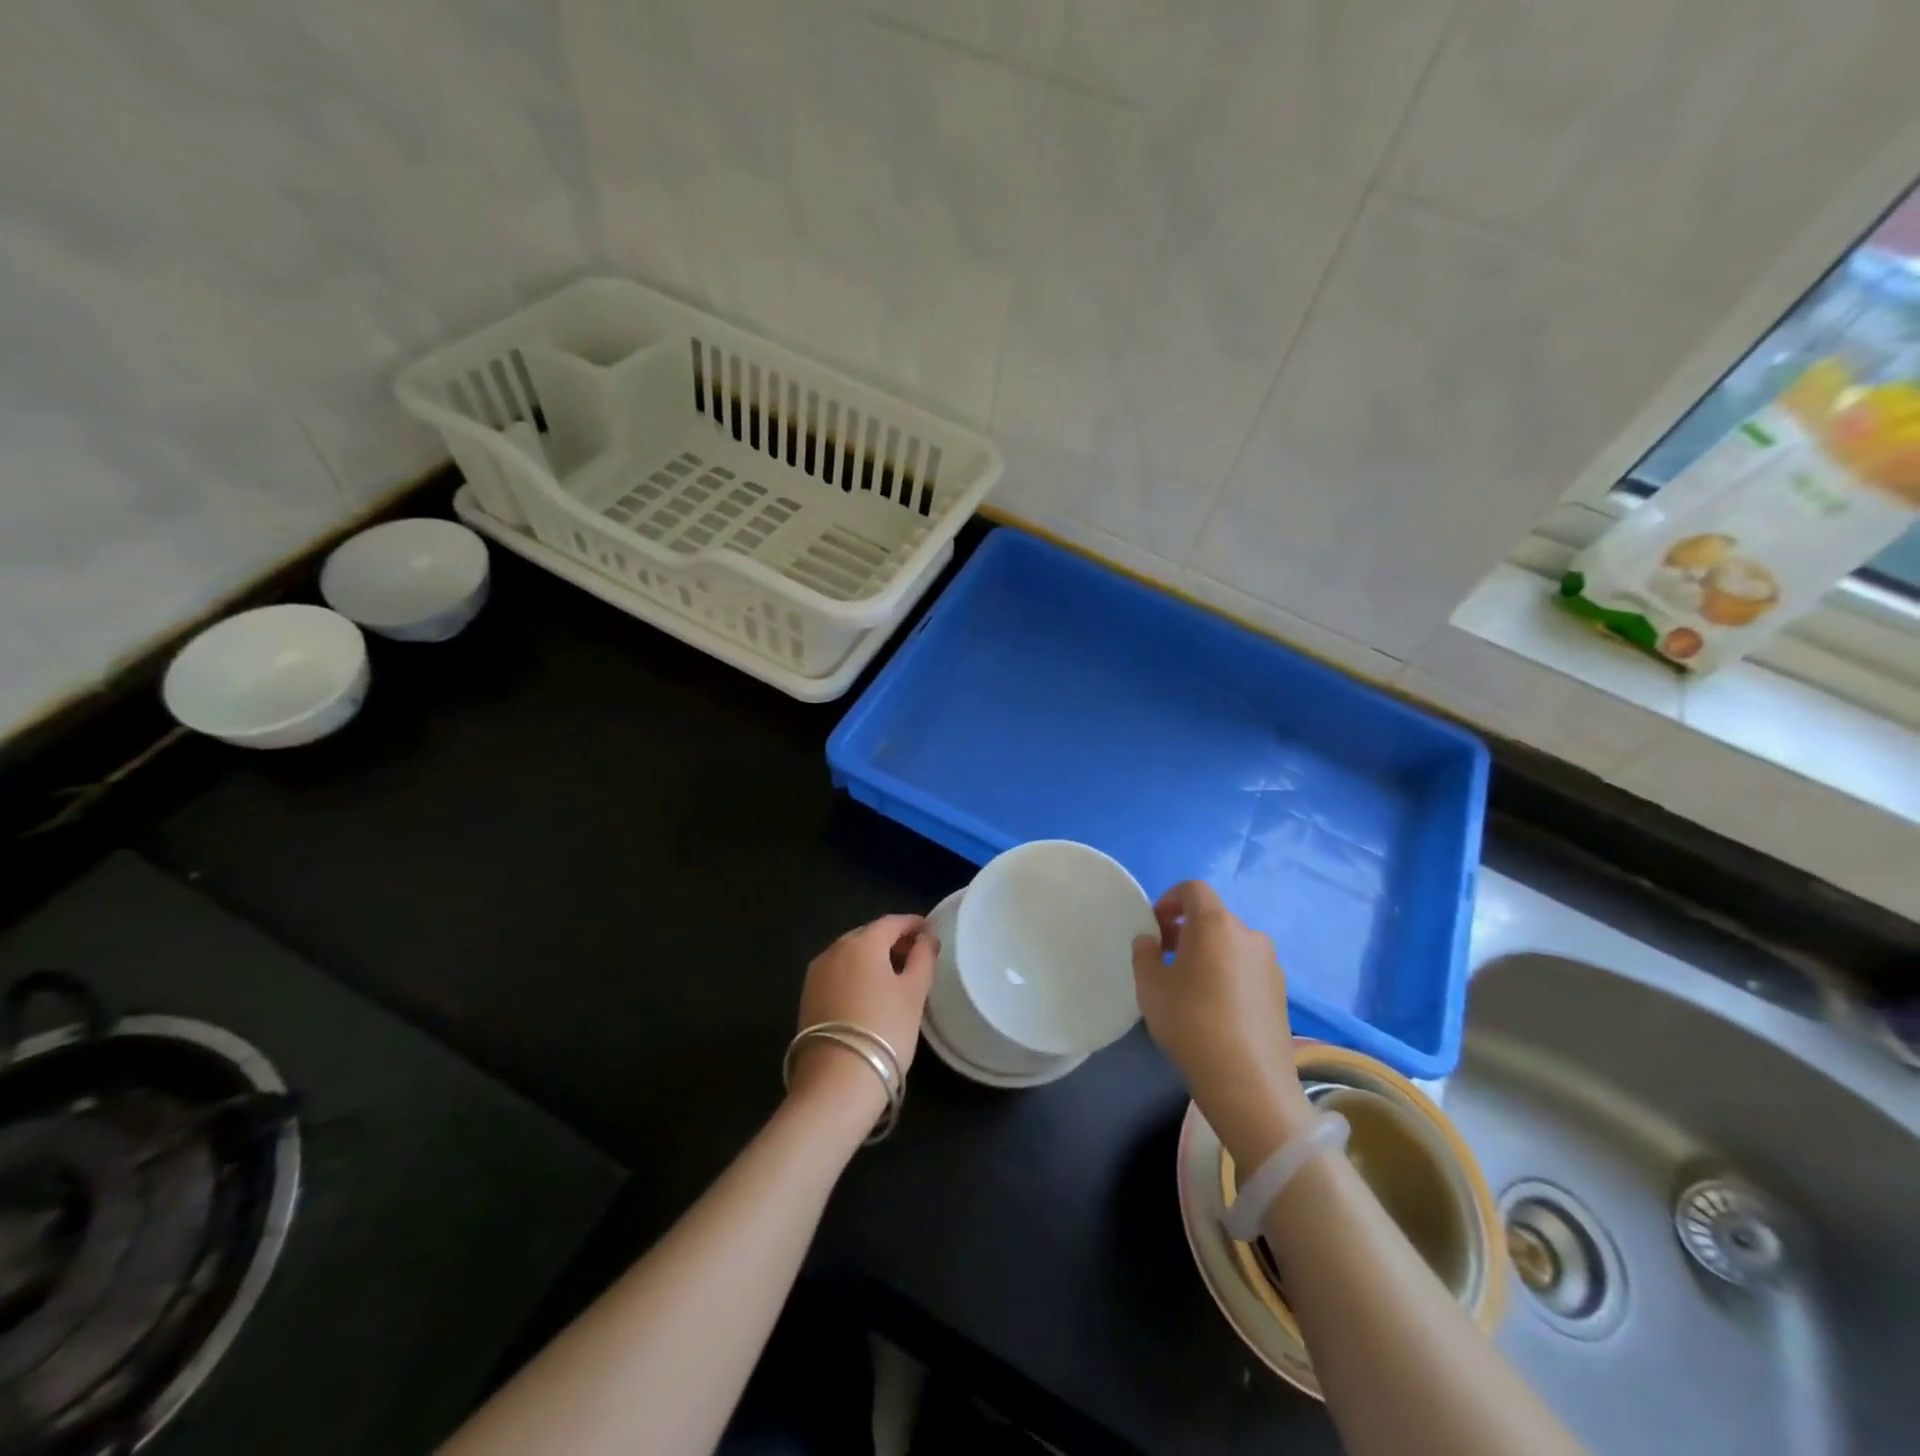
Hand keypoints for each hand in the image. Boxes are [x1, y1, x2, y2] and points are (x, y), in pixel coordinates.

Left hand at [790, 914, 936, 1113]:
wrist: (836, 1082)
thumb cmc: (885, 1030)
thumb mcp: (914, 993)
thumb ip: (923, 958)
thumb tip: (926, 938)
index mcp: (862, 942)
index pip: (892, 922)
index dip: (913, 924)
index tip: (930, 933)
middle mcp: (834, 949)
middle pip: (869, 936)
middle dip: (893, 941)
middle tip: (916, 956)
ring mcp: (816, 973)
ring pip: (851, 955)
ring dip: (874, 959)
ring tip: (897, 977)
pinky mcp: (808, 997)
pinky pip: (838, 974)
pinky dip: (857, 975)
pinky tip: (871, 993)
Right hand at [1132, 881, 1313, 1167]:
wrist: (1249, 1084)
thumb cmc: (1191, 1024)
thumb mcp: (1150, 987)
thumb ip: (1145, 954)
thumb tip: (1151, 940)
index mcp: (1216, 924)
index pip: (1193, 889)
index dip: (1169, 899)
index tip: (1154, 926)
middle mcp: (1248, 935)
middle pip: (1213, 917)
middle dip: (1186, 929)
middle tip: (1165, 958)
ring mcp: (1270, 964)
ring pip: (1231, 944)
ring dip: (1208, 953)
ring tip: (1189, 987)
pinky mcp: (1281, 992)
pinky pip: (1246, 968)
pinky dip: (1227, 974)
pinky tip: (1215, 1009)